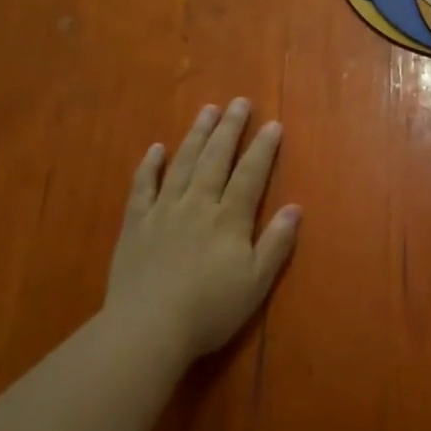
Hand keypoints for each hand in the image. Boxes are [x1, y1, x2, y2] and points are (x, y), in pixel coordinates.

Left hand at [103, 99, 300, 361]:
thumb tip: (295, 207)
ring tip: (207, 111)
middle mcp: (198, 204)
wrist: (148, 328)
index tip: (272, 124)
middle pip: (216, 159)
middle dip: (230, 129)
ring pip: (182, 164)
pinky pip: (143, 187)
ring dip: (196, 135)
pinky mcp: (135, 224)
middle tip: (239, 102)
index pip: (250, 174)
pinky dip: (150, 166)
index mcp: (229, 219)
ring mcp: (163, 211)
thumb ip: (276, 243)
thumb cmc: (209, 310)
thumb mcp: (256, 283)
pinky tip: (156, 148)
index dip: (263, 148)